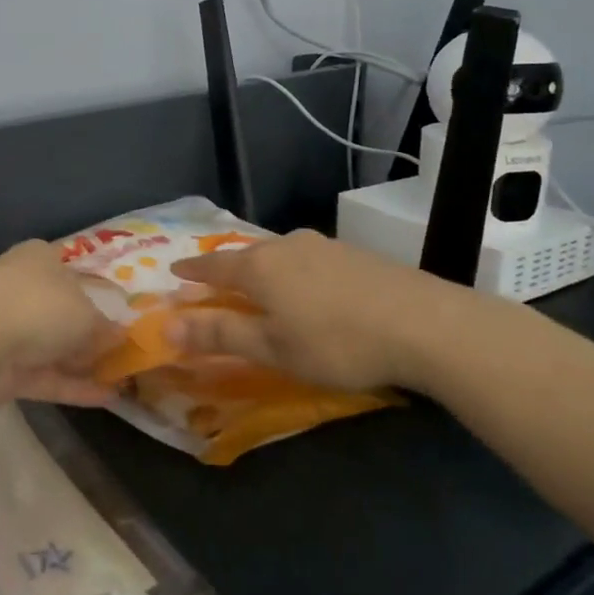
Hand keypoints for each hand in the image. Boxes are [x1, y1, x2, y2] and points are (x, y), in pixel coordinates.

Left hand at [0, 241, 120, 409]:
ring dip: (85, 363)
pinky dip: (74, 387)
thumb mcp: (86, 313)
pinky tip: (109, 399)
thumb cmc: (38, 306)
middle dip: (91, 332)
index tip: (122, 311)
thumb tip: (119, 336)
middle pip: (63, 312)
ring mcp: (10, 331)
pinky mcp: (4, 370)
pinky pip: (47, 377)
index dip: (96, 290)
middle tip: (127, 351)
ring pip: (54, 347)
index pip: (70, 271)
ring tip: (125, 379)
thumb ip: (103, 327)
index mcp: (39, 260)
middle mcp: (22, 290)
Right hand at [166, 230, 488, 395]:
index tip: (174, 269)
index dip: (192, 271)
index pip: (214, 265)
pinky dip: (295, 273)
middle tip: (215, 282)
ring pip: (280, 255)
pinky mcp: (355, 254)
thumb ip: (220, 335)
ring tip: (261, 286)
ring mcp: (324, 246)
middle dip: (228, 269)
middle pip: (247, 255)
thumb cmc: (336, 342)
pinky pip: (308, 260)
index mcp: (260, 266)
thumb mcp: (273, 348)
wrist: (425, 325)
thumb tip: (168, 325)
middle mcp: (287, 245)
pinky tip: (309, 289)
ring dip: (264, 269)